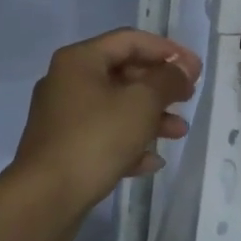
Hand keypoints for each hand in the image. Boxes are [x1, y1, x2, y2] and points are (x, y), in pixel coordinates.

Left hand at [9, 28, 201, 210]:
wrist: (44, 199)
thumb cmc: (95, 139)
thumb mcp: (141, 104)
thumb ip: (167, 80)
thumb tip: (184, 66)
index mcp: (80, 60)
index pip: (130, 40)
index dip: (166, 50)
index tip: (195, 68)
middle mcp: (67, 81)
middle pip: (122, 73)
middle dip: (159, 86)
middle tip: (189, 98)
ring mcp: (63, 117)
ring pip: (115, 107)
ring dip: (150, 116)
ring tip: (179, 132)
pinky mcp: (63, 148)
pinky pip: (103, 136)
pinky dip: (129, 142)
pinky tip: (152, 161)